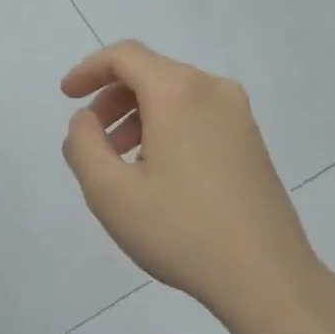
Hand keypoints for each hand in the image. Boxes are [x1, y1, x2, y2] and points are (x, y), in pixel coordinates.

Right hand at [61, 41, 320, 320]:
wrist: (267, 277)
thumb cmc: (180, 231)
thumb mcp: (109, 192)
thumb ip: (83, 144)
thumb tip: (86, 119)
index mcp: (178, 92)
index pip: (125, 55)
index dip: (89, 69)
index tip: (67, 96)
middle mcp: (213, 90)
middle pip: (151, 72)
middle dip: (112, 97)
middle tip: (93, 138)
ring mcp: (240, 115)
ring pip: (175, 95)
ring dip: (139, 115)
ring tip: (121, 161)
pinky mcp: (252, 141)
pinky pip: (198, 115)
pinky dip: (167, 127)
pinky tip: (158, 172)